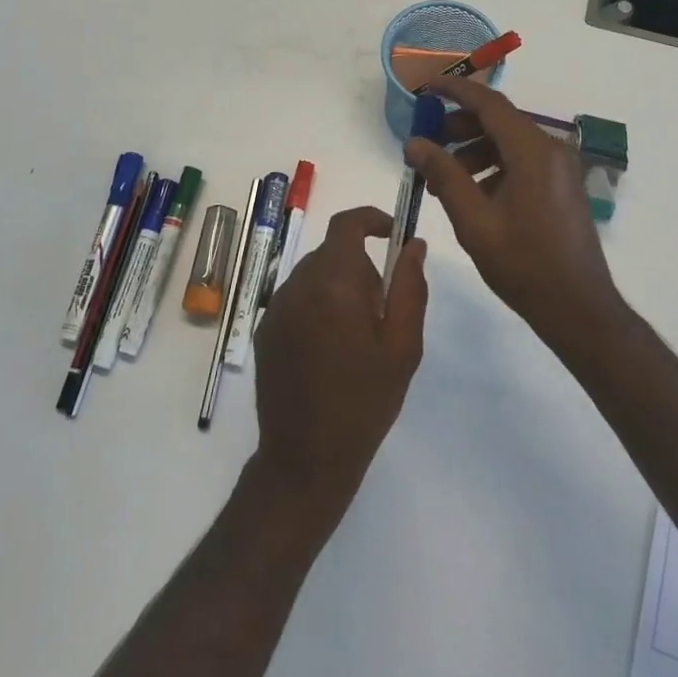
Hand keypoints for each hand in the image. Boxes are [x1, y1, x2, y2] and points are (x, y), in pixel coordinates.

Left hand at [252, 206, 427, 523]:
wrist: (306, 458)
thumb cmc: (364, 402)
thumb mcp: (402, 346)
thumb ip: (409, 286)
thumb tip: (413, 243)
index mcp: (334, 283)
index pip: (346, 225)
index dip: (371, 219)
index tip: (392, 234)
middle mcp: (298, 285)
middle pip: (332, 252)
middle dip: (361, 267)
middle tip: (382, 310)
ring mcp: (276, 307)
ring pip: (314, 274)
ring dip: (338, 287)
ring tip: (356, 336)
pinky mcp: (265, 329)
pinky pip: (297, 298)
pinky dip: (317, 305)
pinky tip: (328, 350)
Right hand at [405, 77, 623, 354]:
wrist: (578, 309)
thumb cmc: (524, 264)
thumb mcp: (474, 220)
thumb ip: (443, 175)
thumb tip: (414, 143)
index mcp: (533, 151)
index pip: (489, 103)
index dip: (455, 91)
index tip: (426, 89)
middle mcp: (551, 150)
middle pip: (499, 121)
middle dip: (459, 127)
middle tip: (427, 145)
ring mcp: (559, 169)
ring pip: (508, 142)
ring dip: (473, 150)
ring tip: (441, 179)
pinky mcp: (560, 186)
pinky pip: (521, 161)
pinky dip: (492, 167)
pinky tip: (470, 195)